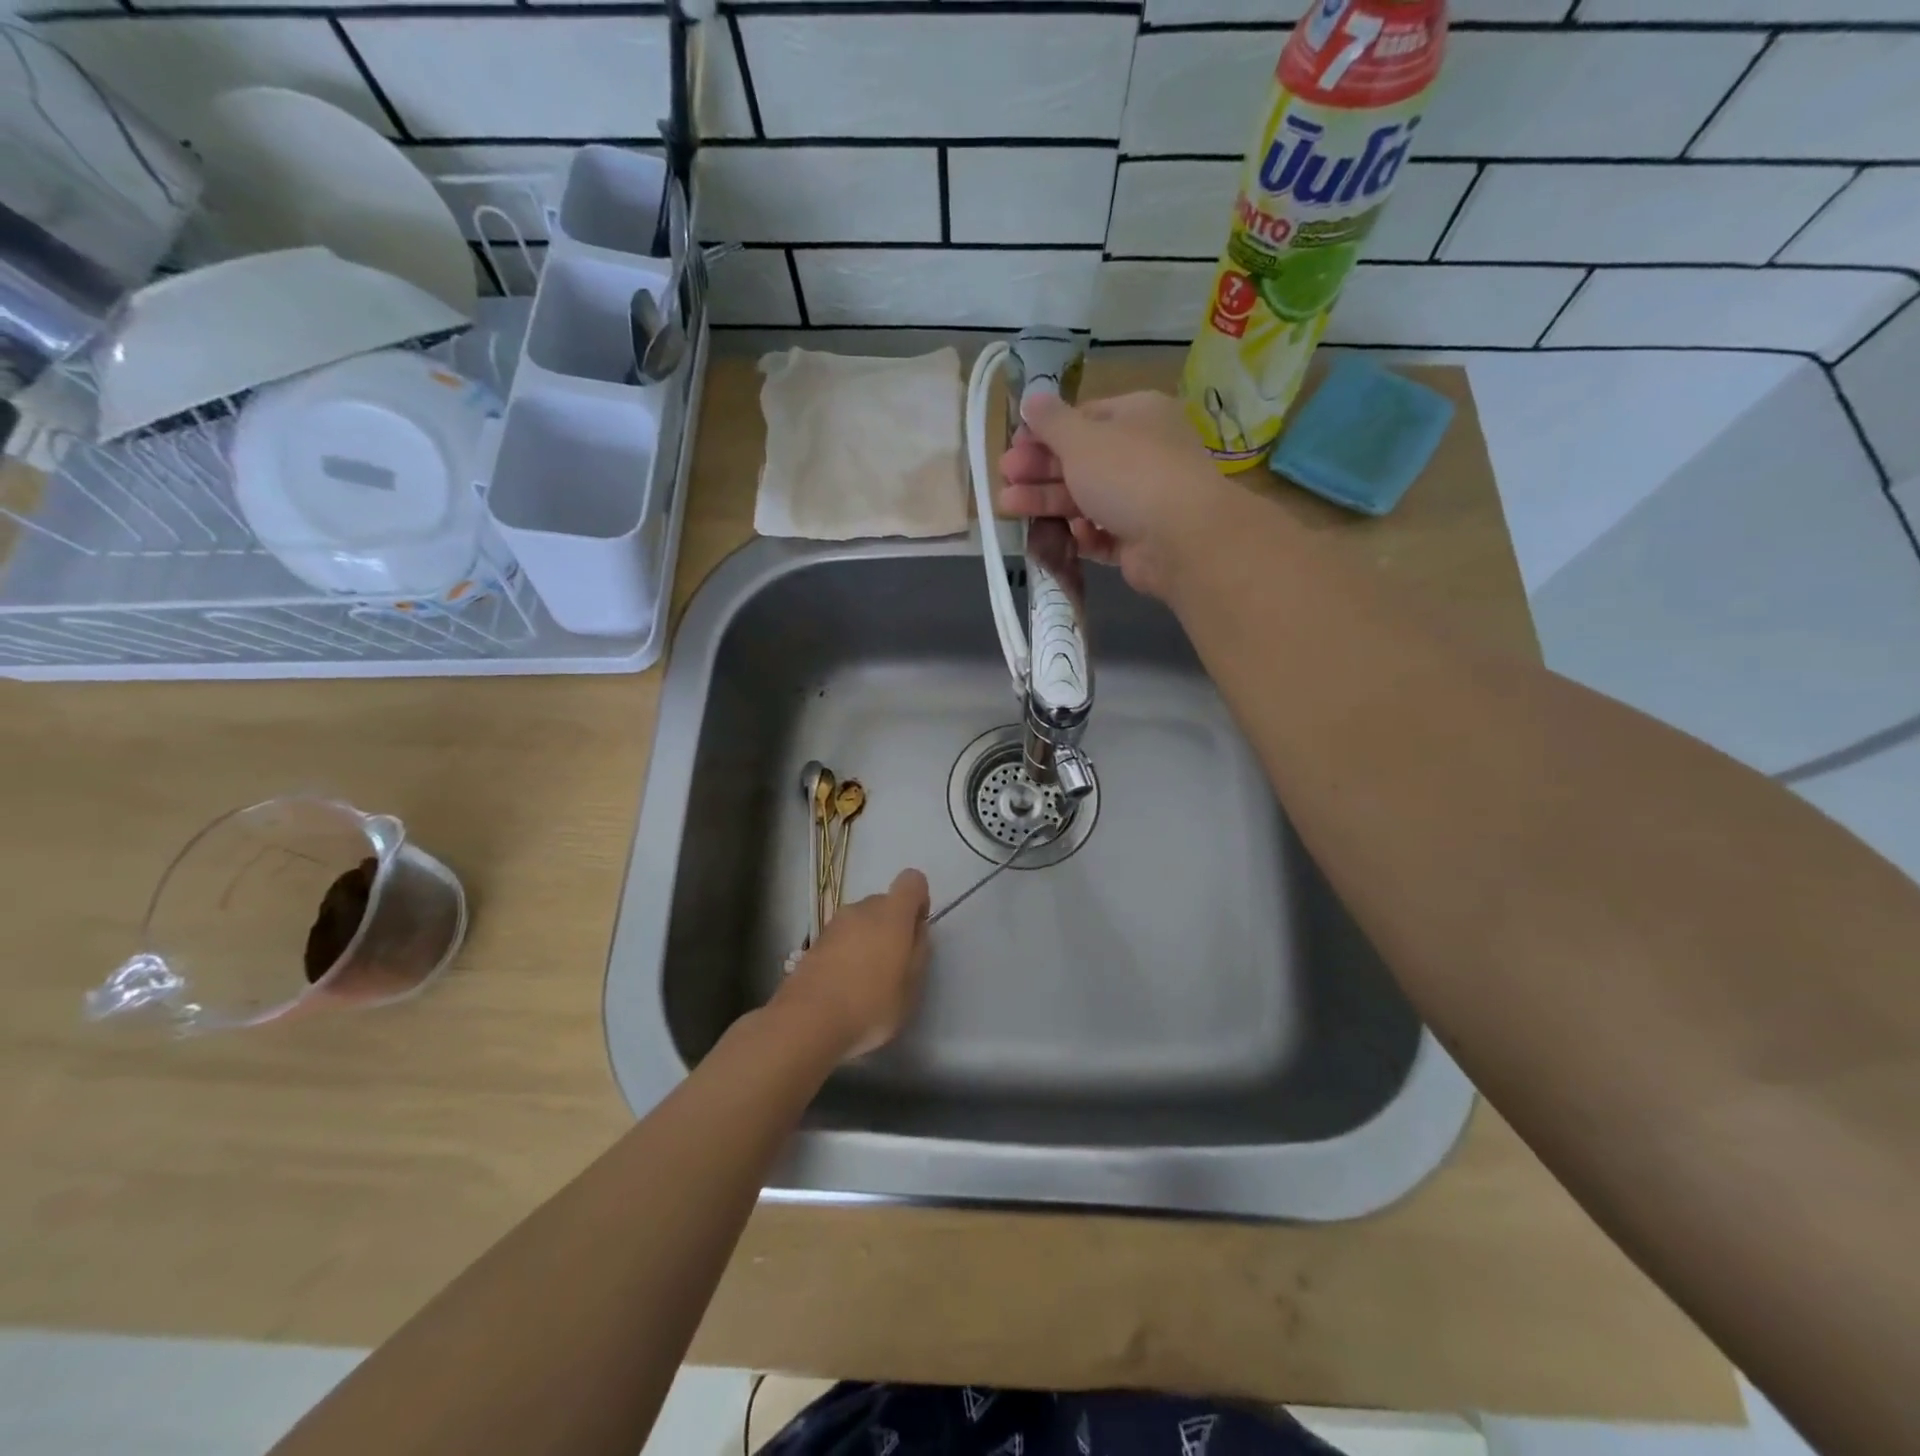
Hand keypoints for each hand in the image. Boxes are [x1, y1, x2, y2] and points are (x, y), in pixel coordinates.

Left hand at [773, 869, 930, 1058]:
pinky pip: (841, 938)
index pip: (912, 881)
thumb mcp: (912, 987)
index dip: (919, 901)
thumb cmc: (870, 1005)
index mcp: (892, 914)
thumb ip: (920, 951)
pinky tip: (844, 986)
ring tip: (866, 980)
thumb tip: (916, 931)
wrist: (807, 1022)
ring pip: (861, 921)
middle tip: (893, 964)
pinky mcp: (814, 943)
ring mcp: (834, 925)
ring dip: (868, 940)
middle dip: (893, 925)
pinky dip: (847, 953)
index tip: (916, 931)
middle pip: (885, 902)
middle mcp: (861, 909)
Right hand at [999, 390, 1232, 600]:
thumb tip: (1032, 398)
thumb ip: (1051, 421)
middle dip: (1040, 470)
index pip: (1085, 417)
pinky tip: (1062, 535)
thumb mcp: (1081, 439)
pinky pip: (1103, 534)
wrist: (1181, 538)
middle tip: (1005, 477)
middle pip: (1081, 461)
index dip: (1046, 432)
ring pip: (1087, 498)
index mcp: (1137, 416)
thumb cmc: (1128, 474)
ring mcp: (1143, 500)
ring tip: (1008, 508)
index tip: (1014, 445)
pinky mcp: (1139, 540)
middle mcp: (1143, 454)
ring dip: (1047, 502)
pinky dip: (1082, 534)